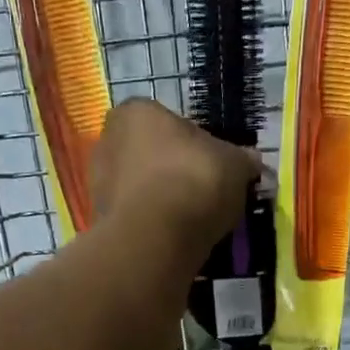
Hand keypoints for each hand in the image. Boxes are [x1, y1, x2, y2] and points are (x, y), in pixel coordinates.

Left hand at [91, 98, 260, 246]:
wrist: (155, 237)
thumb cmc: (194, 180)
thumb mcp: (234, 164)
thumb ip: (242, 159)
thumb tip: (251, 161)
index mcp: (136, 111)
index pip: (170, 122)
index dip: (196, 144)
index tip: (214, 166)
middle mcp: (108, 139)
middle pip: (151, 154)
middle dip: (174, 172)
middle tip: (204, 193)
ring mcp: (98, 182)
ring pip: (141, 187)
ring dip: (163, 199)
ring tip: (192, 220)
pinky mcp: (99, 219)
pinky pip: (135, 216)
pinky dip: (152, 223)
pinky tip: (174, 236)